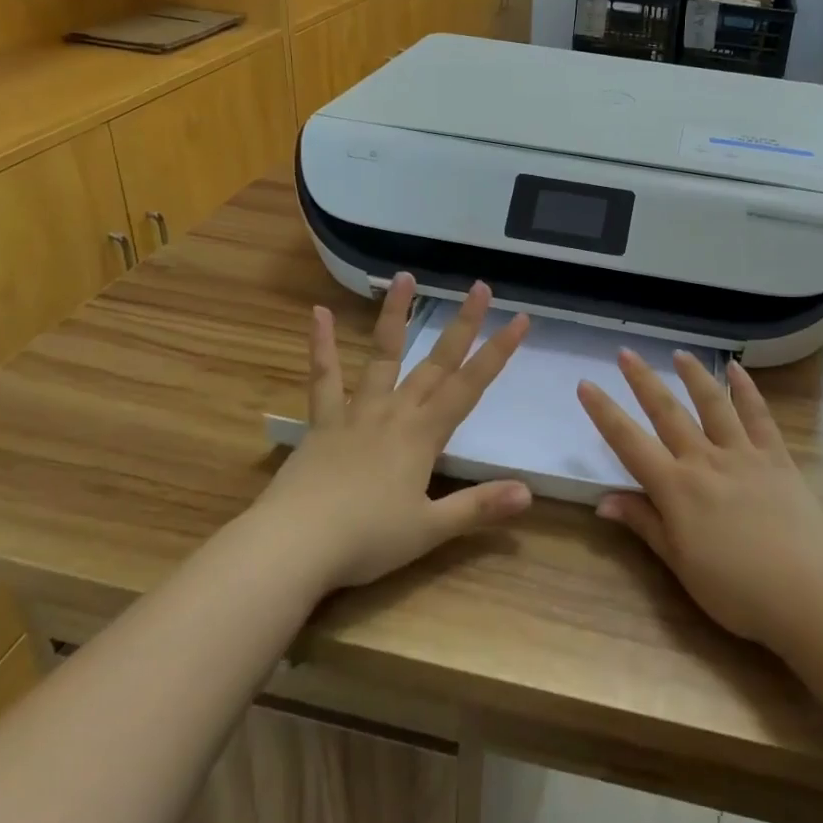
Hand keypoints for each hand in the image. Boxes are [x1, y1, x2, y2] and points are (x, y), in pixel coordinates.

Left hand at [263, 274, 533, 592]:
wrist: (293, 545)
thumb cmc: (366, 539)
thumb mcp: (429, 530)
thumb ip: (479, 507)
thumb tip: (529, 493)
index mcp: (423, 435)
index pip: (471, 386)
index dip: (498, 352)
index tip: (520, 319)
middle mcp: (395, 412)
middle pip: (436, 363)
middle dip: (463, 325)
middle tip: (480, 287)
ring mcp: (356, 412)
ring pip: (383, 356)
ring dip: (396, 317)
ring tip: (406, 277)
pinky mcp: (321, 422)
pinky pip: (323, 378)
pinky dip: (321, 345)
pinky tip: (317, 313)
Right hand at [578, 351, 822, 649]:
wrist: (807, 592)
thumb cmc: (736, 590)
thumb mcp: (680, 564)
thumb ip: (644, 524)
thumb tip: (603, 501)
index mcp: (676, 488)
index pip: (629, 442)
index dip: (604, 413)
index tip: (586, 384)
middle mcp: (704, 460)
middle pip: (667, 412)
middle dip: (642, 380)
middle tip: (625, 352)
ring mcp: (743, 453)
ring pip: (712, 404)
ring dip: (693, 375)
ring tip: (678, 353)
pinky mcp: (776, 457)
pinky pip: (758, 415)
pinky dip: (746, 390)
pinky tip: (737, 370)